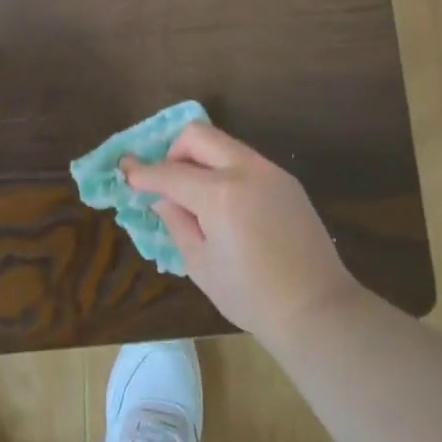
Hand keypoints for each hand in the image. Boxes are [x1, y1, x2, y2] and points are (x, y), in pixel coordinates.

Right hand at [122, 123, 361, 341]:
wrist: (315, 307)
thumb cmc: (250, 295)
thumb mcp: (200, 263)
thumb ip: (177, 221)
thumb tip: (163, 197)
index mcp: (220, 194)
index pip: (170, 172)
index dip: (143, 172)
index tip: (126, 169)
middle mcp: (245, 170)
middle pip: (198, 135)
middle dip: (174, 151)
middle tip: (166, 180)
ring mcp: (270, 171)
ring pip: (224, 143)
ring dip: (201, 158)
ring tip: (195, 194)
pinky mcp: (286, 180)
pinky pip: (245, 160)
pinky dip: (225, 169)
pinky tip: (225, 202)